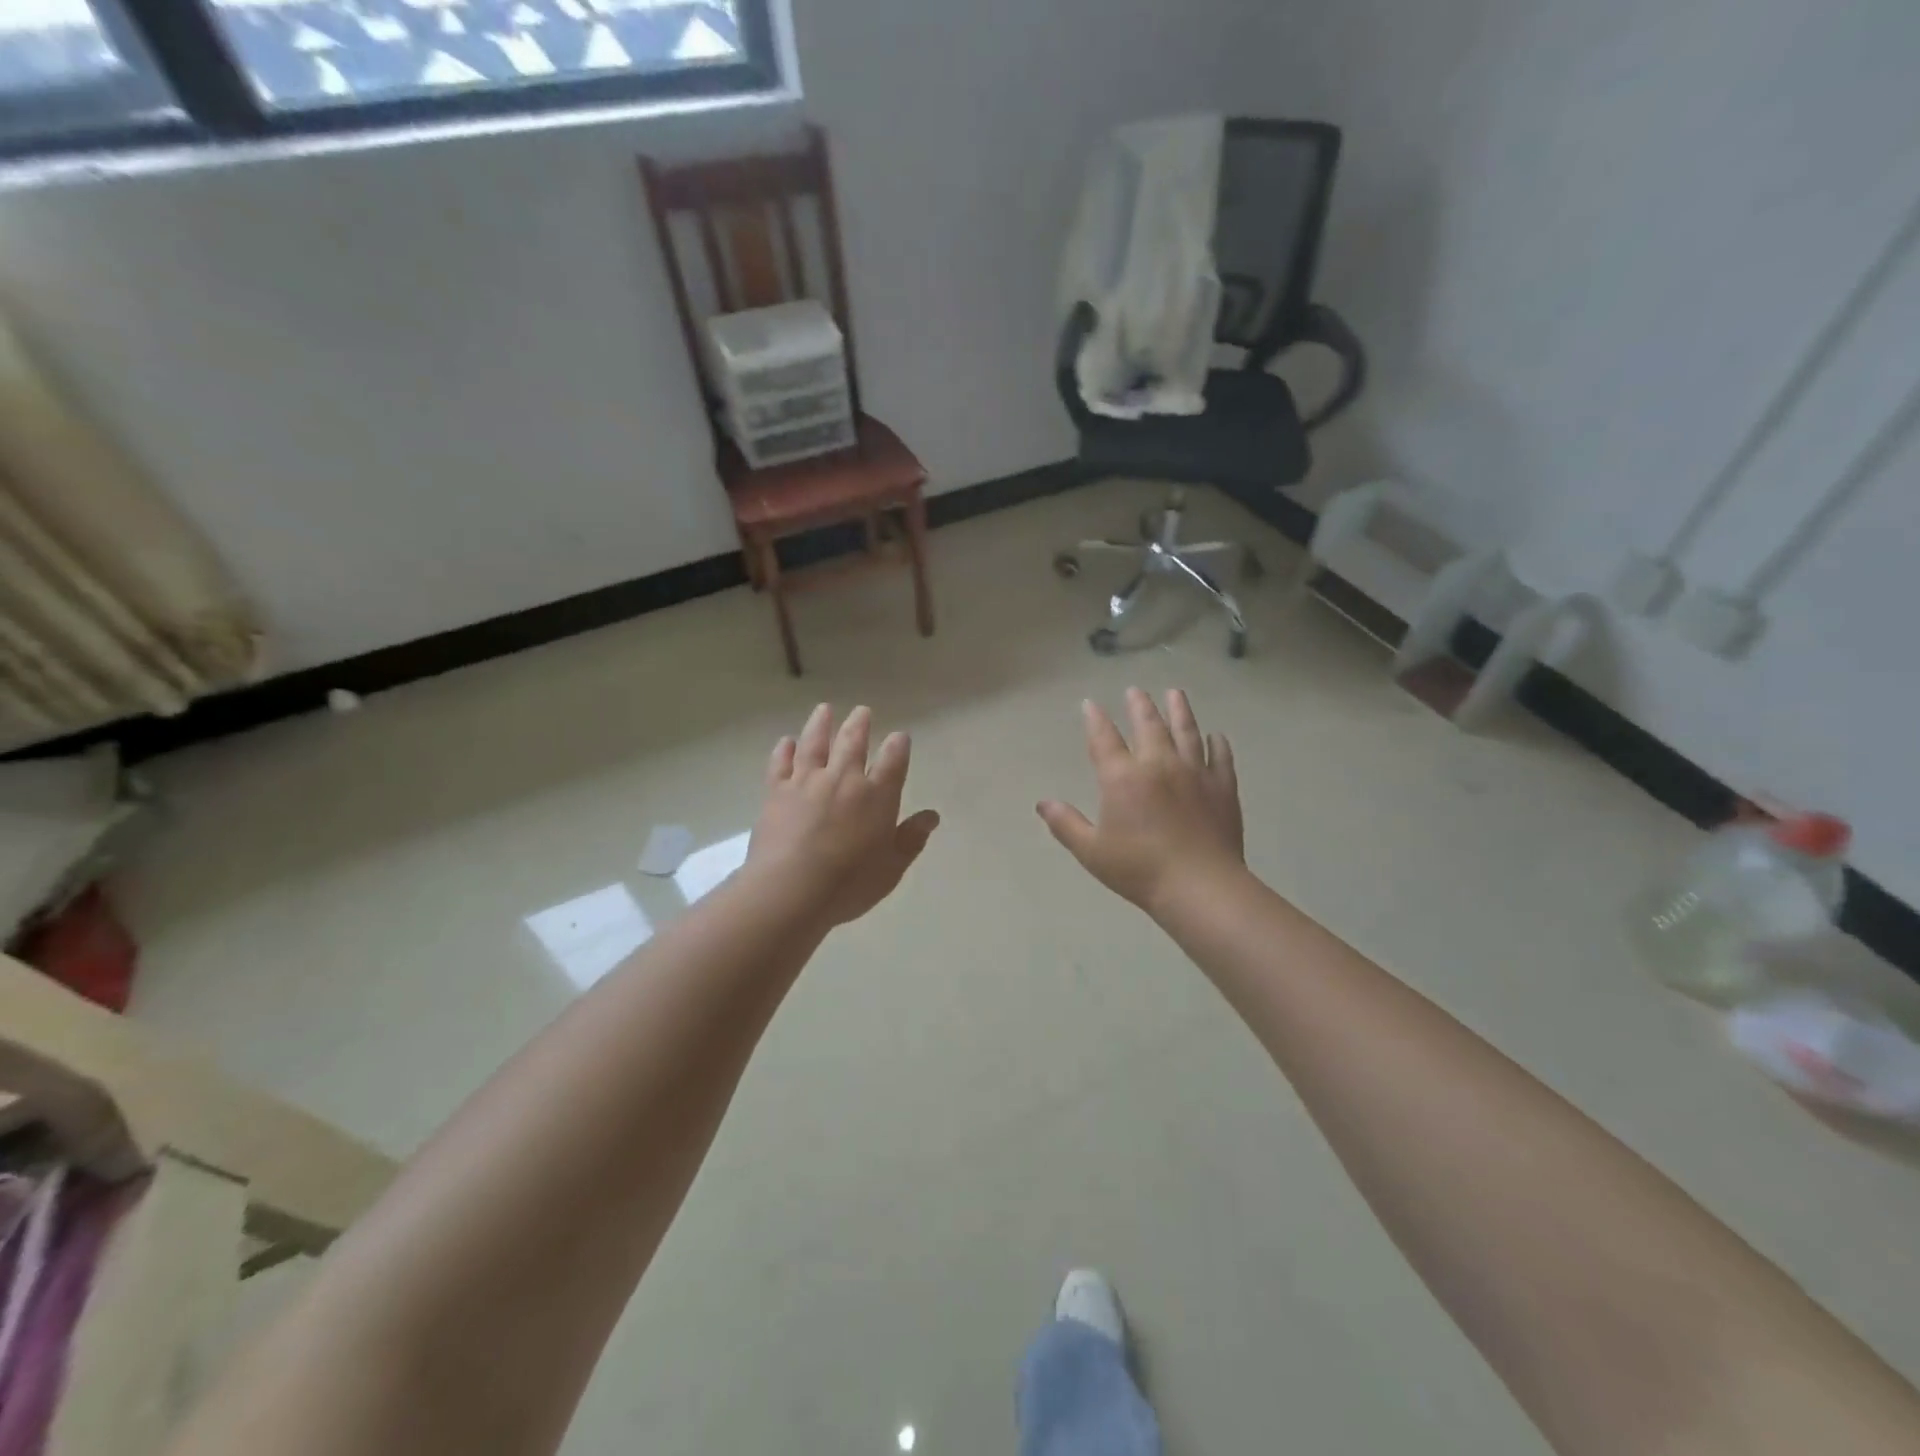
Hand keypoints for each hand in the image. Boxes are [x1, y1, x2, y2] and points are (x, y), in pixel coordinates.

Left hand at [746, 704, 940, 927]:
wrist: (791, 889)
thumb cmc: (849, 884)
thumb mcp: (891, 867)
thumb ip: (911, 839)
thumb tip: (931, 816)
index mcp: (877, 796)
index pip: (893, 761)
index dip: (898, 745)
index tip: (899, 736)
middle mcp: (844, 779)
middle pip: (853, 742)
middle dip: (860, 724)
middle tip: (862, 711)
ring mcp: (807, 782)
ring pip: (815, 743)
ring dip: (821, 724)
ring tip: (824, 709)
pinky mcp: (776, 791)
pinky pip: (781, 763)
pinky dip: (785, 750)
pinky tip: (787, 742)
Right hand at [1037, 688, 1244, 915]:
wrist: (1199, 886)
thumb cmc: (1139, 870)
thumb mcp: (1091, 851)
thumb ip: (1065, 824)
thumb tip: (1043, 803)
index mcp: (1123, 778)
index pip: (1104, 739)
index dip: (1095, 719)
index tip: (1090, 703)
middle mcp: (1159, 764)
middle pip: (1148, 725)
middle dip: (1139, 705)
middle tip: (1135, 690)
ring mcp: (1194, 773)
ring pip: (1187, 732)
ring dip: (1180, 710)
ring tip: (1175, 693)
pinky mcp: (1222, 788)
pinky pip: (1220, 758)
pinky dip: (1218, 745)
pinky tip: (1217, 737)